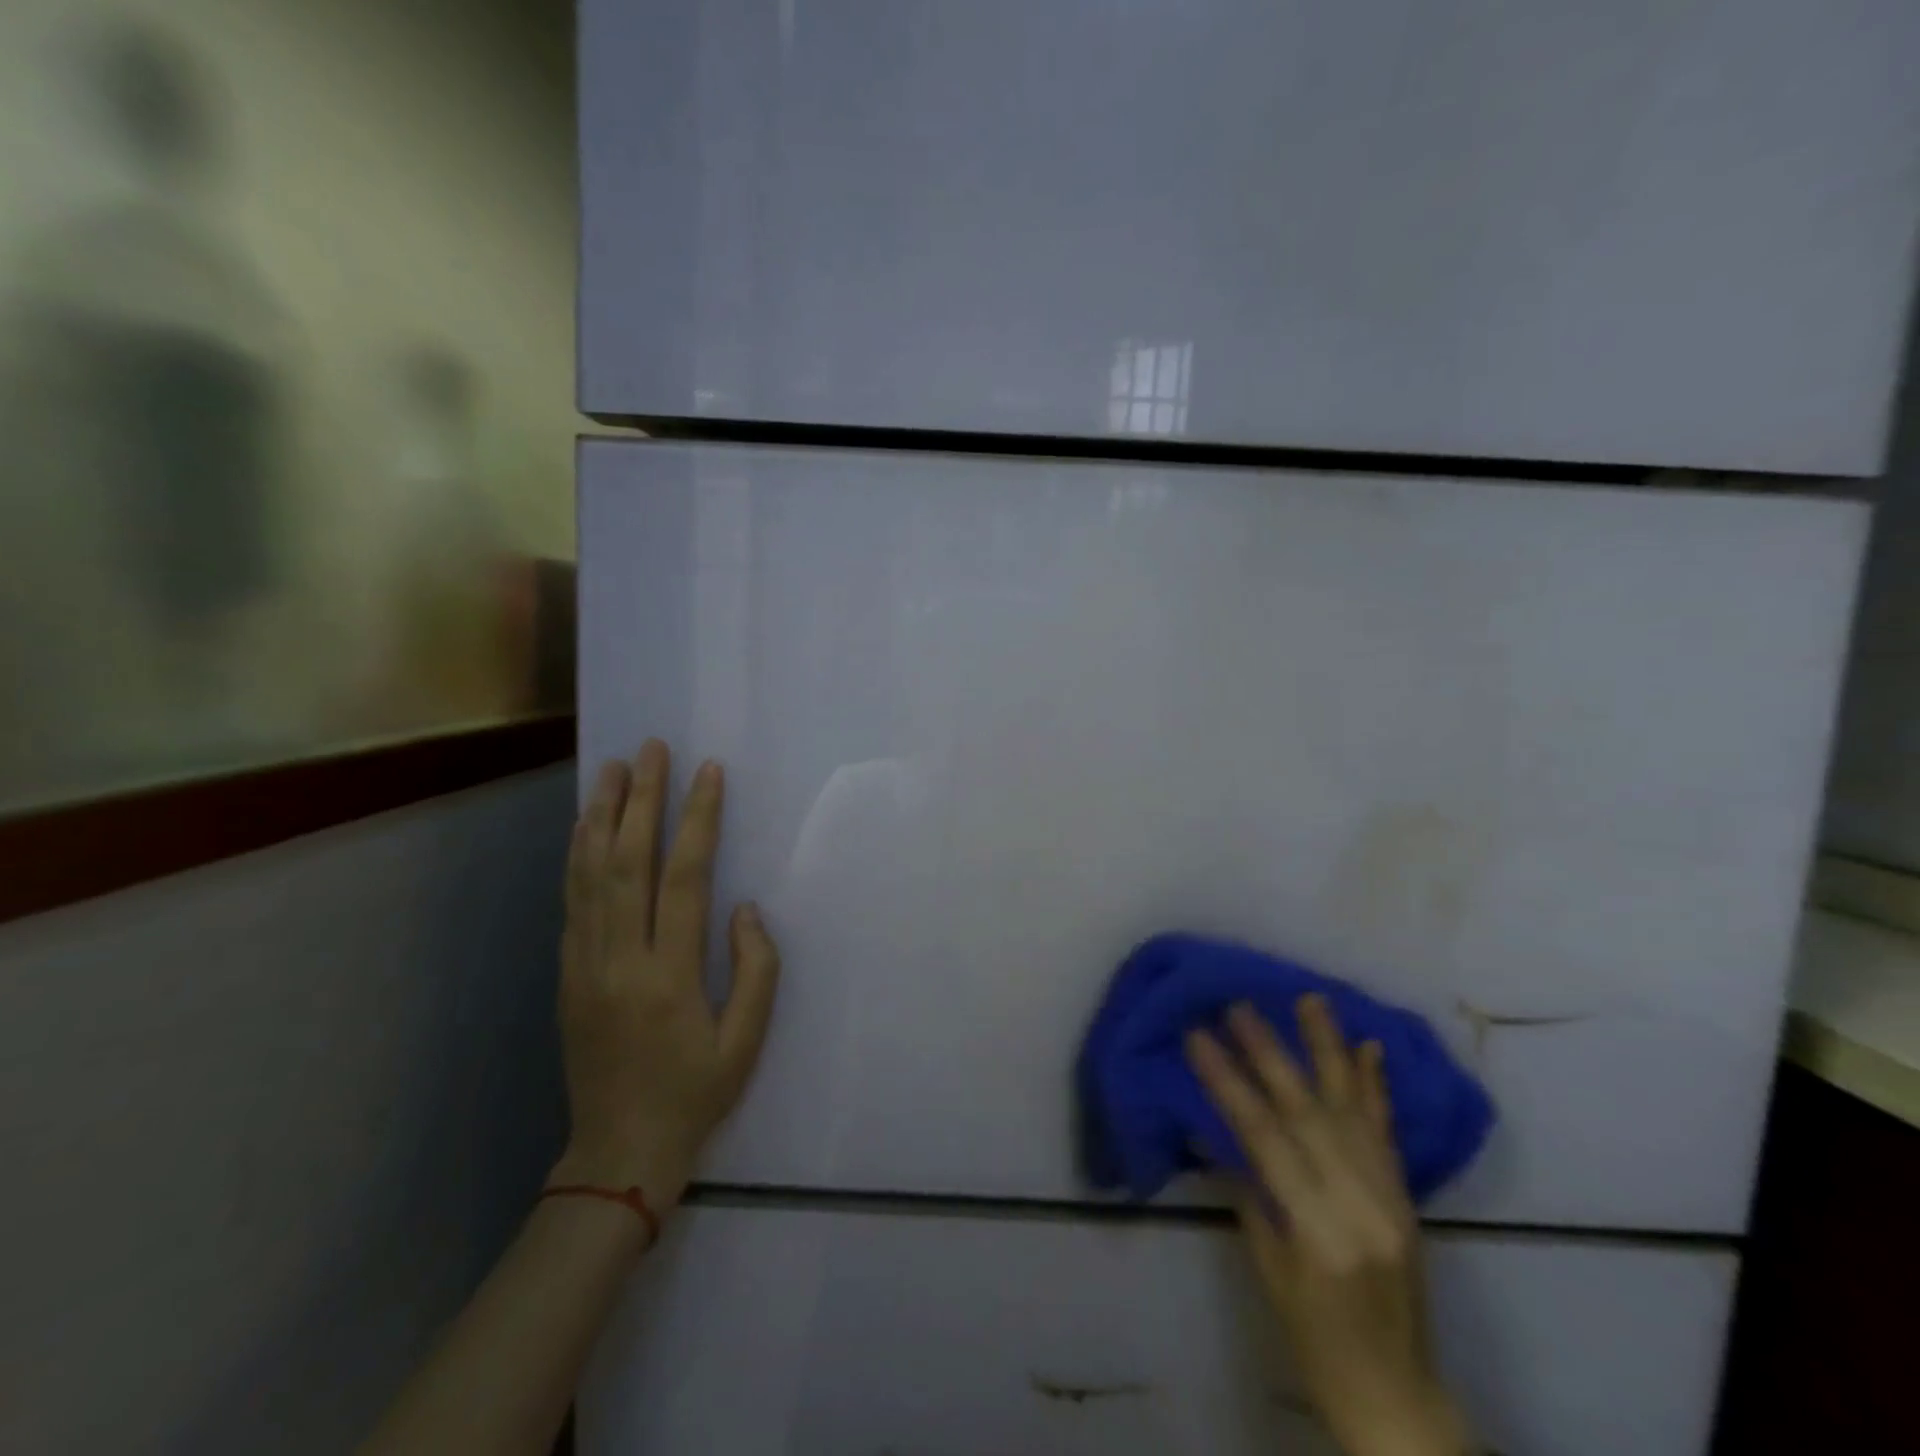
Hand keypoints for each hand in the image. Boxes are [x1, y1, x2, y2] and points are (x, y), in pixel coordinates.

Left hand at [549, 740, 780, 1220]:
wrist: (618, 1152)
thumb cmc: (695, 1094)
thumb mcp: (746, 1041)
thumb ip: (755, 969)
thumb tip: (744, 908)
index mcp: (669, 976)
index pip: (684, 878)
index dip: (697, 820)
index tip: (708, 773)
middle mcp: (620, 960)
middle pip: (627, 863)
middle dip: (642, 799)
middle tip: (651, 750)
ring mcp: (585, 965)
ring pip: (589, 876)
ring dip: (601, 817)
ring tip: (612, 770)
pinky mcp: (568, 975)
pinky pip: (572, 903)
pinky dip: (577, 857)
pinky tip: (585, 828)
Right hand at [1187, 997, 1472, 1455]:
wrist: (1396, 1395)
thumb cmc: (1313, 1340)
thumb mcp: (1267, 1269)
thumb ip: (1247, 1192)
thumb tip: (1215, 1126)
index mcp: (1319, 1230)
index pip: (1264, 1138)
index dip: (1227, 1083)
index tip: (1197, 1037)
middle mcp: (1361, 1205)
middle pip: (1307, 1113)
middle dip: (1269, 1054)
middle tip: (1239, 1006)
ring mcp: (1391, 1198)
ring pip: (1353, 1109)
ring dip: (1328, 1049)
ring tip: (1310, 999)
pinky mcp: (1408, 1198)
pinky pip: (1387, 1131)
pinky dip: (1375, 1085)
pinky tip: (1368, 1046)